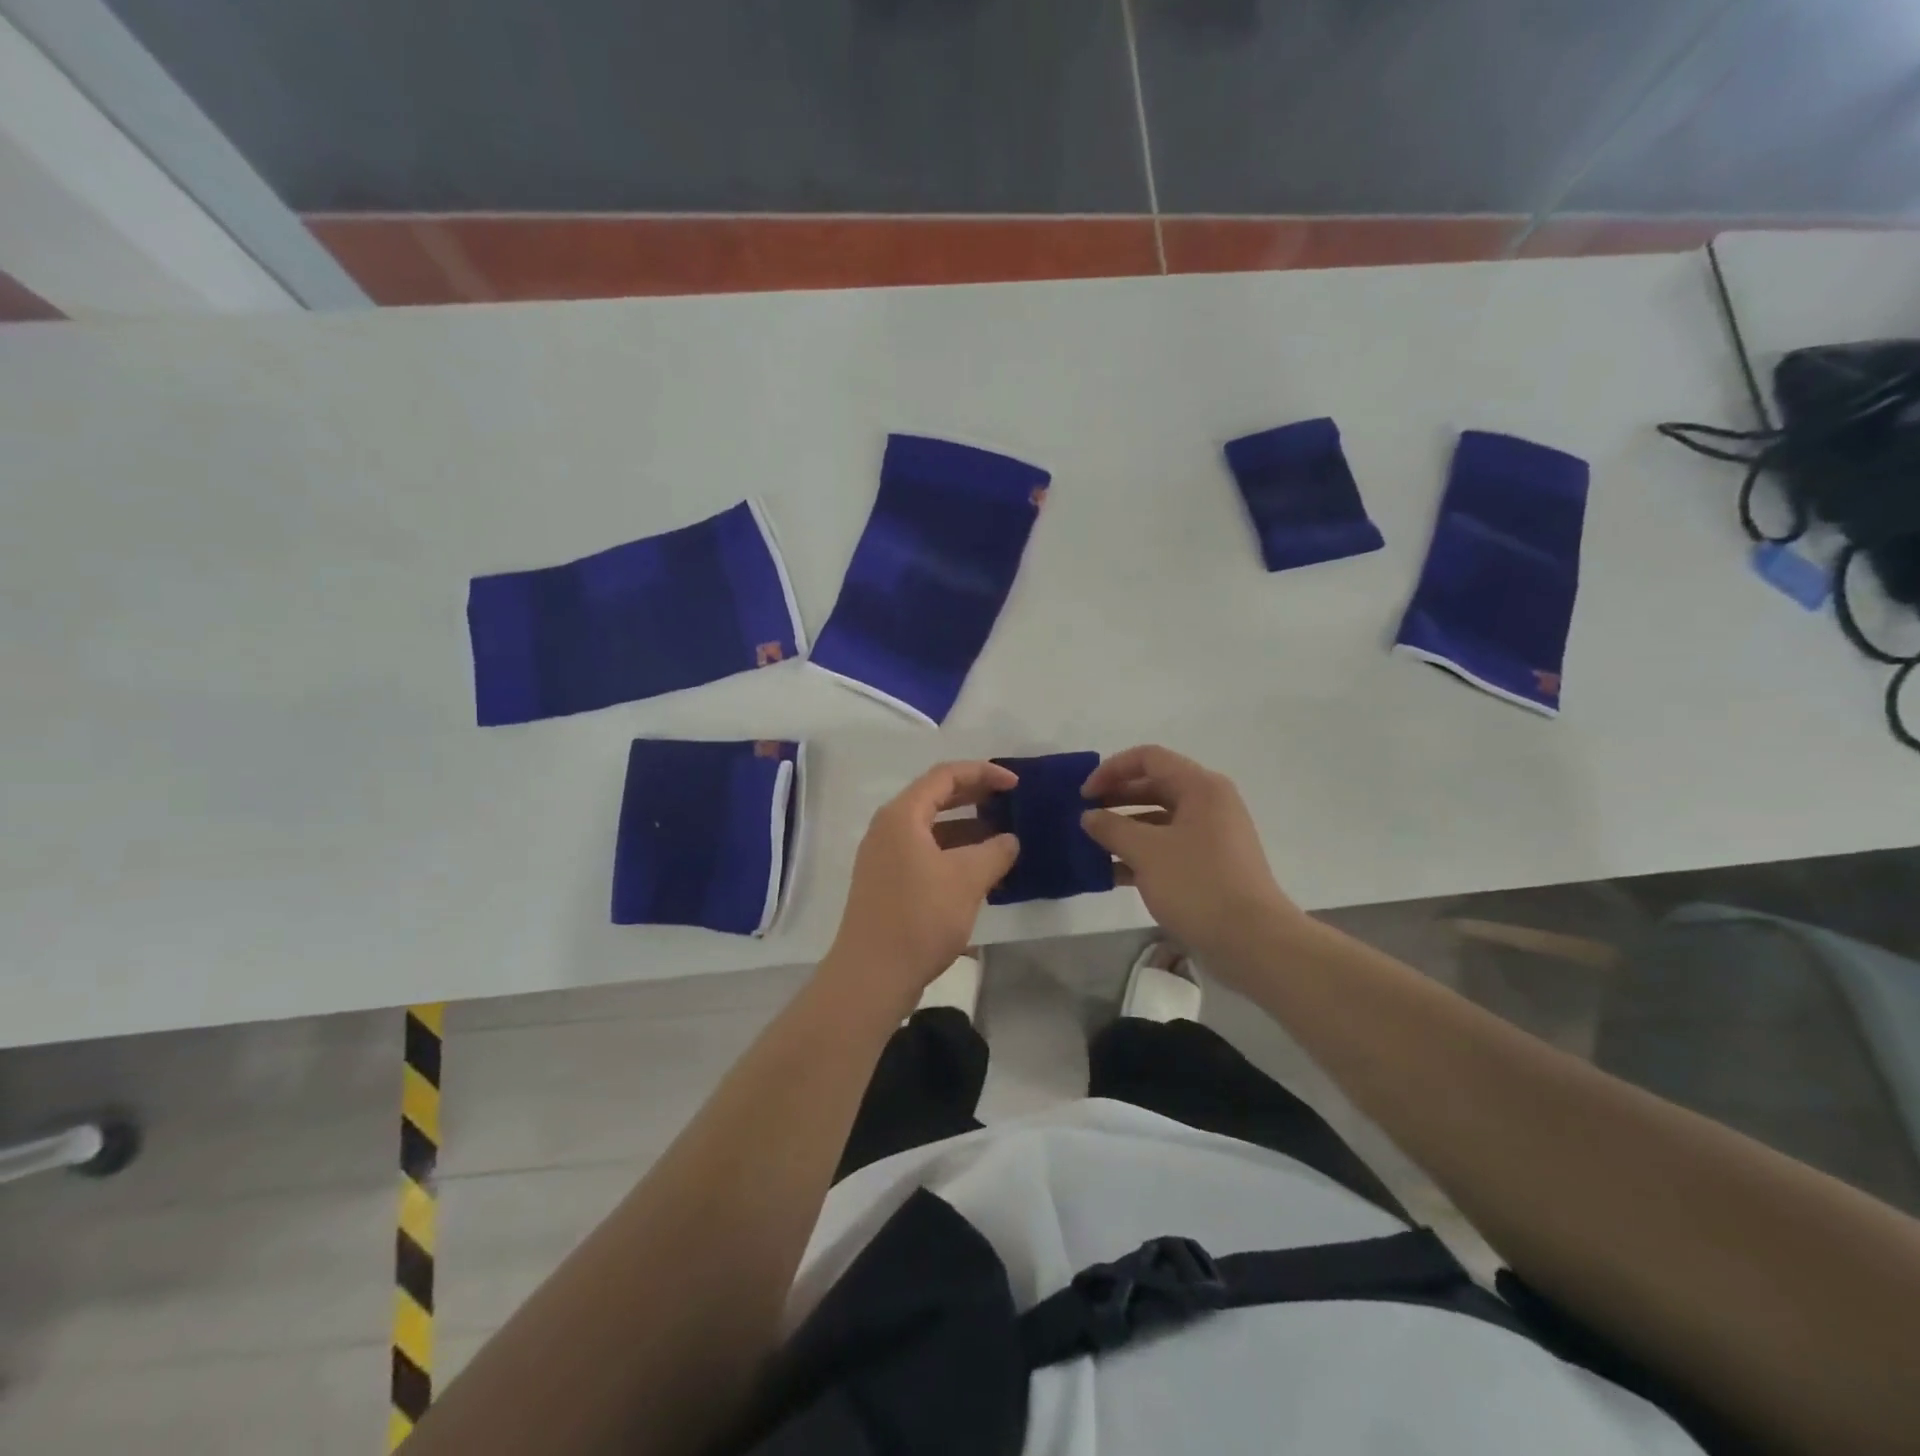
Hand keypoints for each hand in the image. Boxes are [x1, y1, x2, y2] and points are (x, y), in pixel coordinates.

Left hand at [824, 761, 1019, 1007]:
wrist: (872, 975)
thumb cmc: (920, 918)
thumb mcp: (967, 880)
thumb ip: (994, 851)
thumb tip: (1009, 840)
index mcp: (902, 816)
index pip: (945, 776)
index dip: (983, 773)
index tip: (1015, 784)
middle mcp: (888, 829)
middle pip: (935, 798)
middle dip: (975, 797)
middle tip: (1010, 802)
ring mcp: (884, 857)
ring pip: (931, 829)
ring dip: (966, 829)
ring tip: (1002, 839)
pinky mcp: (887, 883)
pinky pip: (925, 853)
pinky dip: (953, 854)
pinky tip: (979, 872)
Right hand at [1080, 745, 1300, 959]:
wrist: (1253, 940)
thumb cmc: (1198, 884)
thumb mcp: (1146, 852)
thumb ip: (1112, 828)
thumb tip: (1089, 816)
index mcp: (1200, 787)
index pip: (1149, 758)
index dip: (1111, 769)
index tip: (1084, 794)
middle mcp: (1209, 803)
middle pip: (1155, 785)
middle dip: (1116, 798)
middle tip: (1084, 816)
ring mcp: (1212, 835)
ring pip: (1160, 819)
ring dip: (1125, 828)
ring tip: (1093, 845)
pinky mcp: (1210, 864)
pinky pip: (1169, 846)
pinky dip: (1142, 853)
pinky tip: (1112, 872)